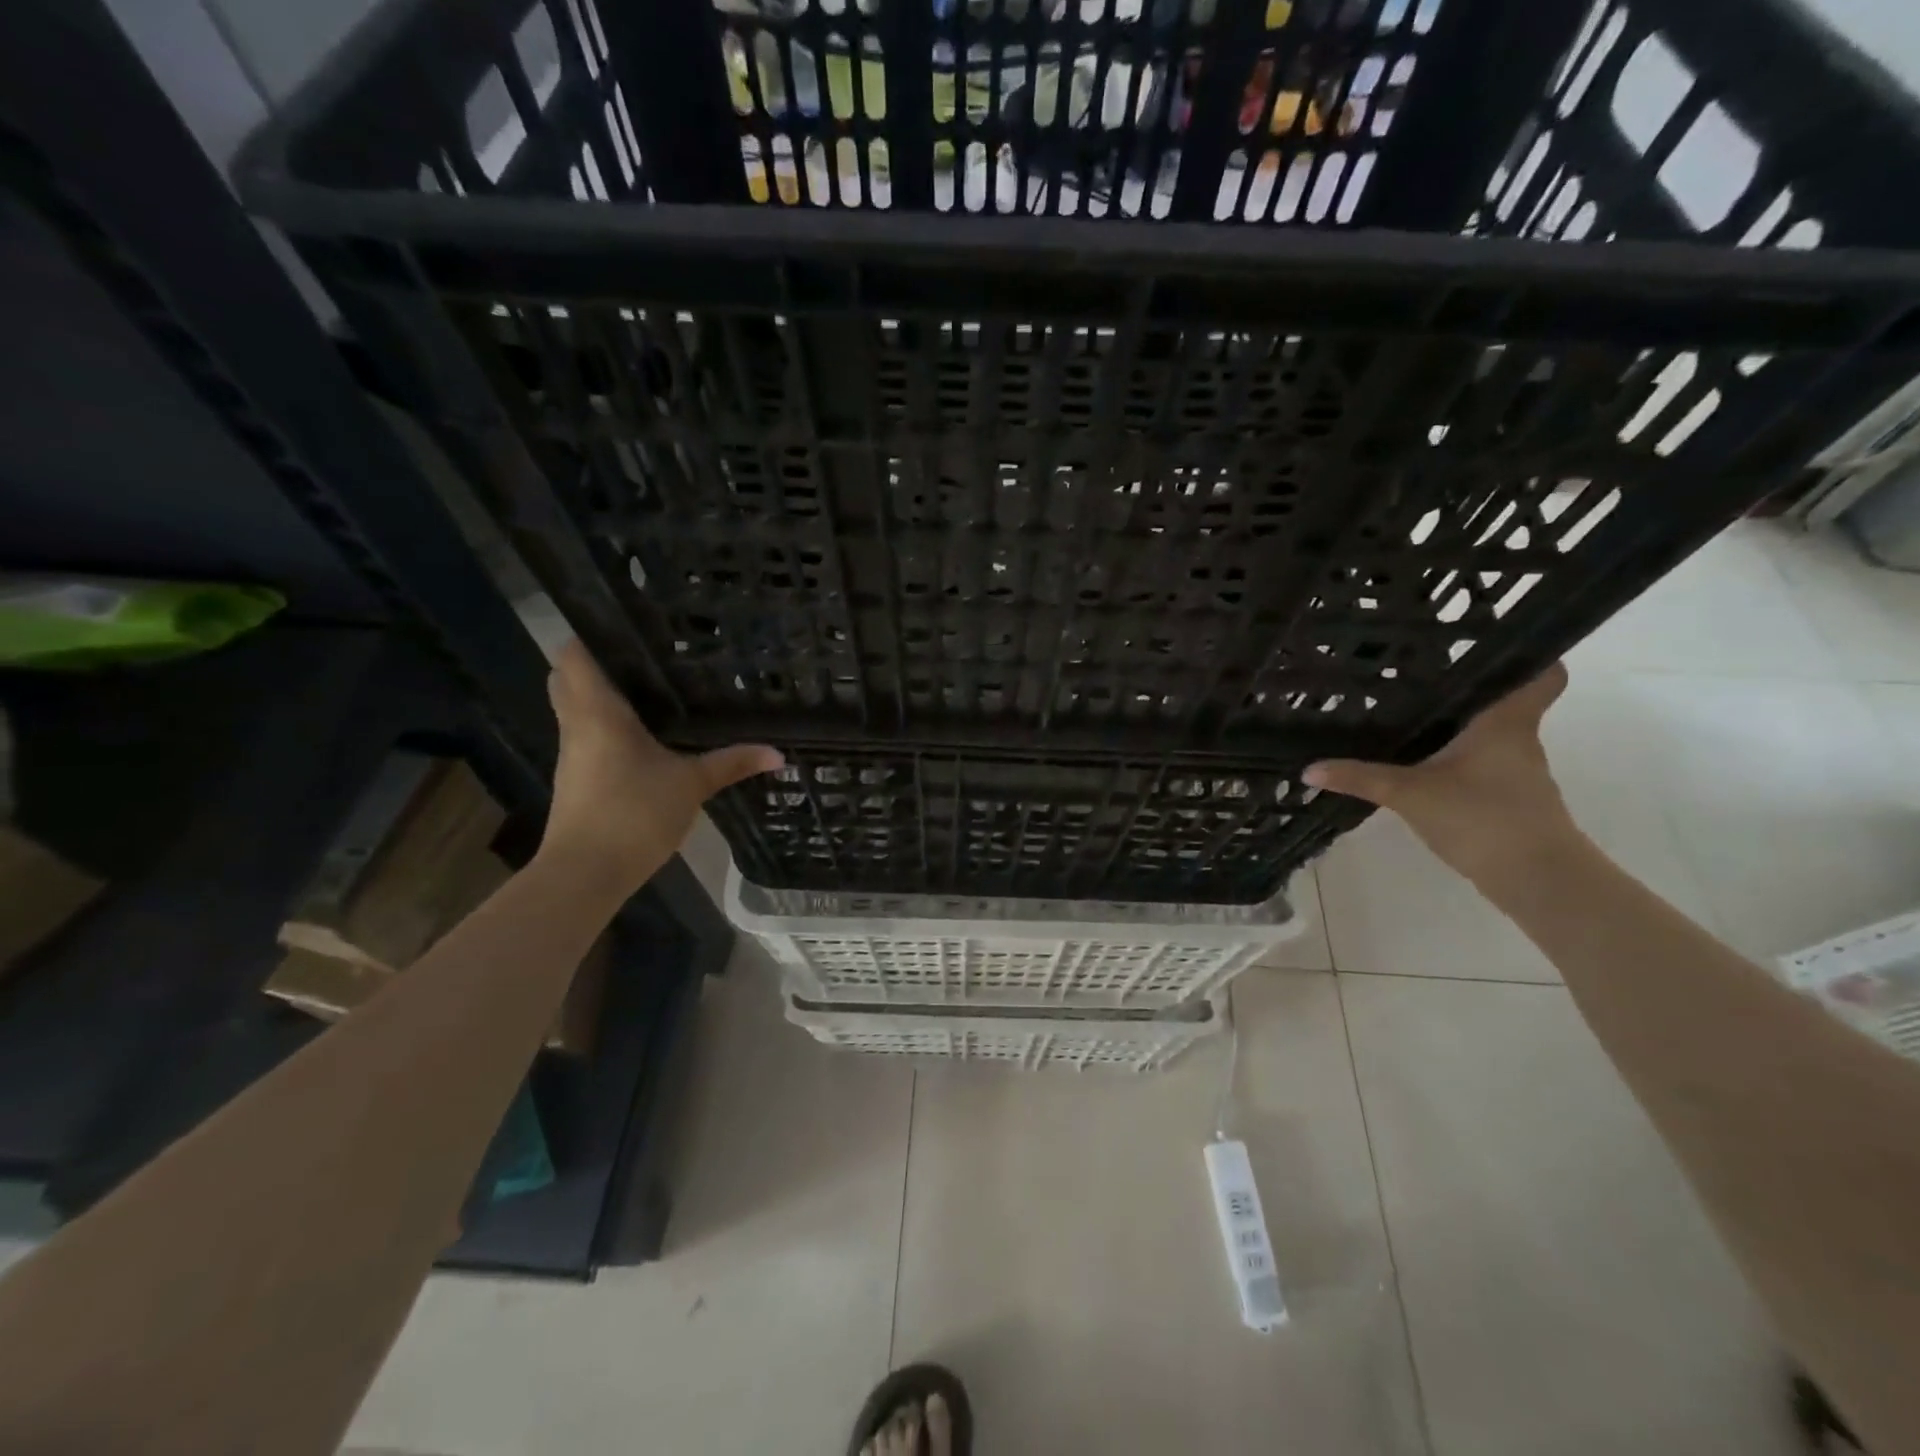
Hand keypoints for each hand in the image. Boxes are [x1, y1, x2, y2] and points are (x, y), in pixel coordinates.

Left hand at [538, 641, 781, 893]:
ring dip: (599, 695)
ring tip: (647, 687)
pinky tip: (640, 734)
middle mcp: (577, 724)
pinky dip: (604, 726)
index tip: (625, 626)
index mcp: (598, 712)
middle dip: (595, 663)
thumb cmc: (634, 813)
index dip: (591, 634)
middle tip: (639, 657)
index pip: (574, 655)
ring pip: (575, 707)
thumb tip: (779, 753)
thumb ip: (733, 763)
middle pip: (567, 677)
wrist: (585, 872)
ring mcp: (571, 753)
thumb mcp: (692, 784)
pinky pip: (585, 735)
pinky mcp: (576, 778)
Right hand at [1303, 663, 1575, 888]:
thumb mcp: (1410, 794)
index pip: (1544, 673)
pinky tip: (1421, 767)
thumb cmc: (1484, 818)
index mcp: (1506, 722)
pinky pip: (1481, 765)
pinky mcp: (1509, 799)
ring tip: (1409, 717)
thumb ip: (1360, 777)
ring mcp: (1518, 772)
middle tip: (1420, 676)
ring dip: (1458, 728)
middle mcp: (1519, 739)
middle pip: (1504, 701)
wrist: (1537, 880)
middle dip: (1467, 691)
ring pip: (1490, 735)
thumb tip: (1309, 768)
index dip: (1527, 655)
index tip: (1490, 644)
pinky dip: (1457, 761)